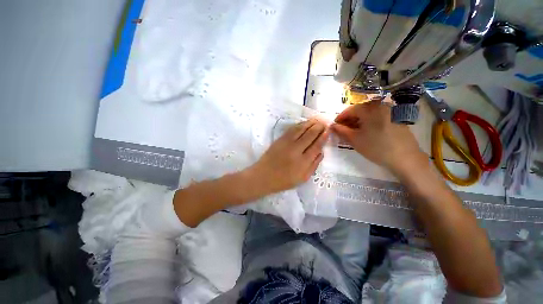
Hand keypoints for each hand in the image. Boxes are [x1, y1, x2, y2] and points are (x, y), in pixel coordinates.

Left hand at [249, 119, 328, 194]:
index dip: (323, 137)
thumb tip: (321, 152)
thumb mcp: (302, 178)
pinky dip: (299, 125)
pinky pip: (291, 129)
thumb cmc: (283, 180)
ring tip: (317, 119)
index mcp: (303, 162)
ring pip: (301, 129)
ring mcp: (286, 143)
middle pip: (310, 135)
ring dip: (310, 123)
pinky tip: (304, 123)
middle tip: (324, 122)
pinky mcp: (279, 140)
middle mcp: (296, 150)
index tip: (328, 131)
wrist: (263, 176)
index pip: (316, 146)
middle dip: (318, 127)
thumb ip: (314, 165)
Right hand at [331, 100, 423, 171]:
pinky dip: (369, 122)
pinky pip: (378, 116)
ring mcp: (390, 111)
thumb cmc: (376, 147)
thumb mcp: (354, 139)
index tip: (334, 126)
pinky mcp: (396, 118)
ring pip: (369, 114)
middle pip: (359, 110)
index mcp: (369, 109)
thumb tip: (332, 126)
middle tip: (343, 130)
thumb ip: (341, 131)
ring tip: (353, 132)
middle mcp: (380, 105)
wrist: (405, 157)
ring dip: (358, 121)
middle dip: (349, 120)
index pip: (350, 109)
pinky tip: (366, 132)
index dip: (340, 118)